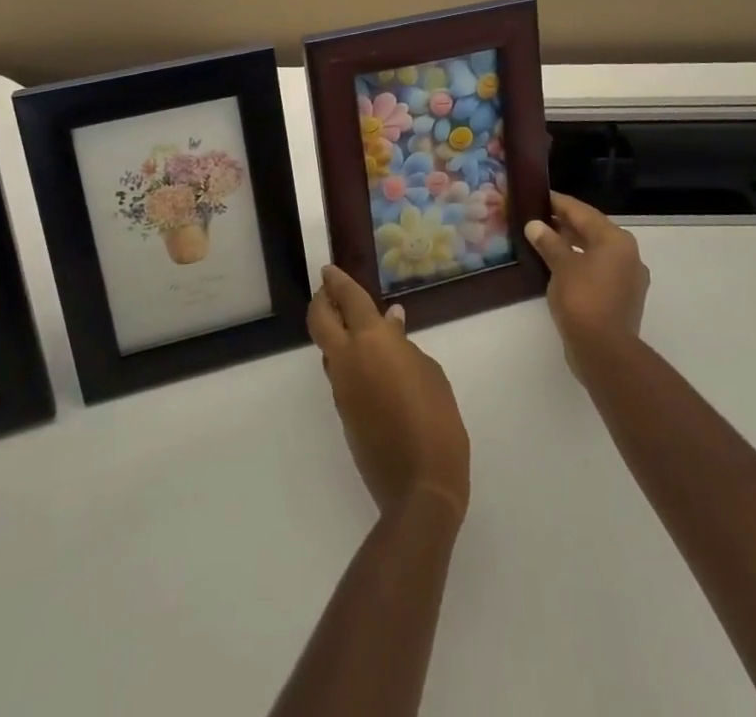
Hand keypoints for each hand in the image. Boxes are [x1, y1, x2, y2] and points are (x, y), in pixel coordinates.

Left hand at [307, 266, 469, 519]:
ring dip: (333, 331)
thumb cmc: (436, 419)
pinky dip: (346, 359)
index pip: (347, 299)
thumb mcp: (429, 372)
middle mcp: (348, 359)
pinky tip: (368, 363)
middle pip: (320, 320)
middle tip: (329, 290)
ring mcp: (341, 387)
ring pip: (326, 348)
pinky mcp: (343, 412)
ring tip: (353, 325)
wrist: (419, 486)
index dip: (337, 281)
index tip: (329, 269)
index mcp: (371, 341)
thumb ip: (403, 344)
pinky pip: (339, 374)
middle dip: (321, 300)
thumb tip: (390, 323)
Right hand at [524, 191, 649, 375]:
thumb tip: (535, 225)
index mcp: (616, 240)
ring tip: (544, 241)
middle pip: (592, 230)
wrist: (605, 352)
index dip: (559, 203)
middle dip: (565, 224)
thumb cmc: (583, 299)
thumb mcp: (561, 266)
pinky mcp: (622, 298)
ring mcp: (628, 279)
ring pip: (595, 252)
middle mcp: (628, 255)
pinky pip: (598, 271)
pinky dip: (580, 264)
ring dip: (572, 245)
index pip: (583, 212)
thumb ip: (548, 242)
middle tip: (538, 217)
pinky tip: (559, 268)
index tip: (539, 195)